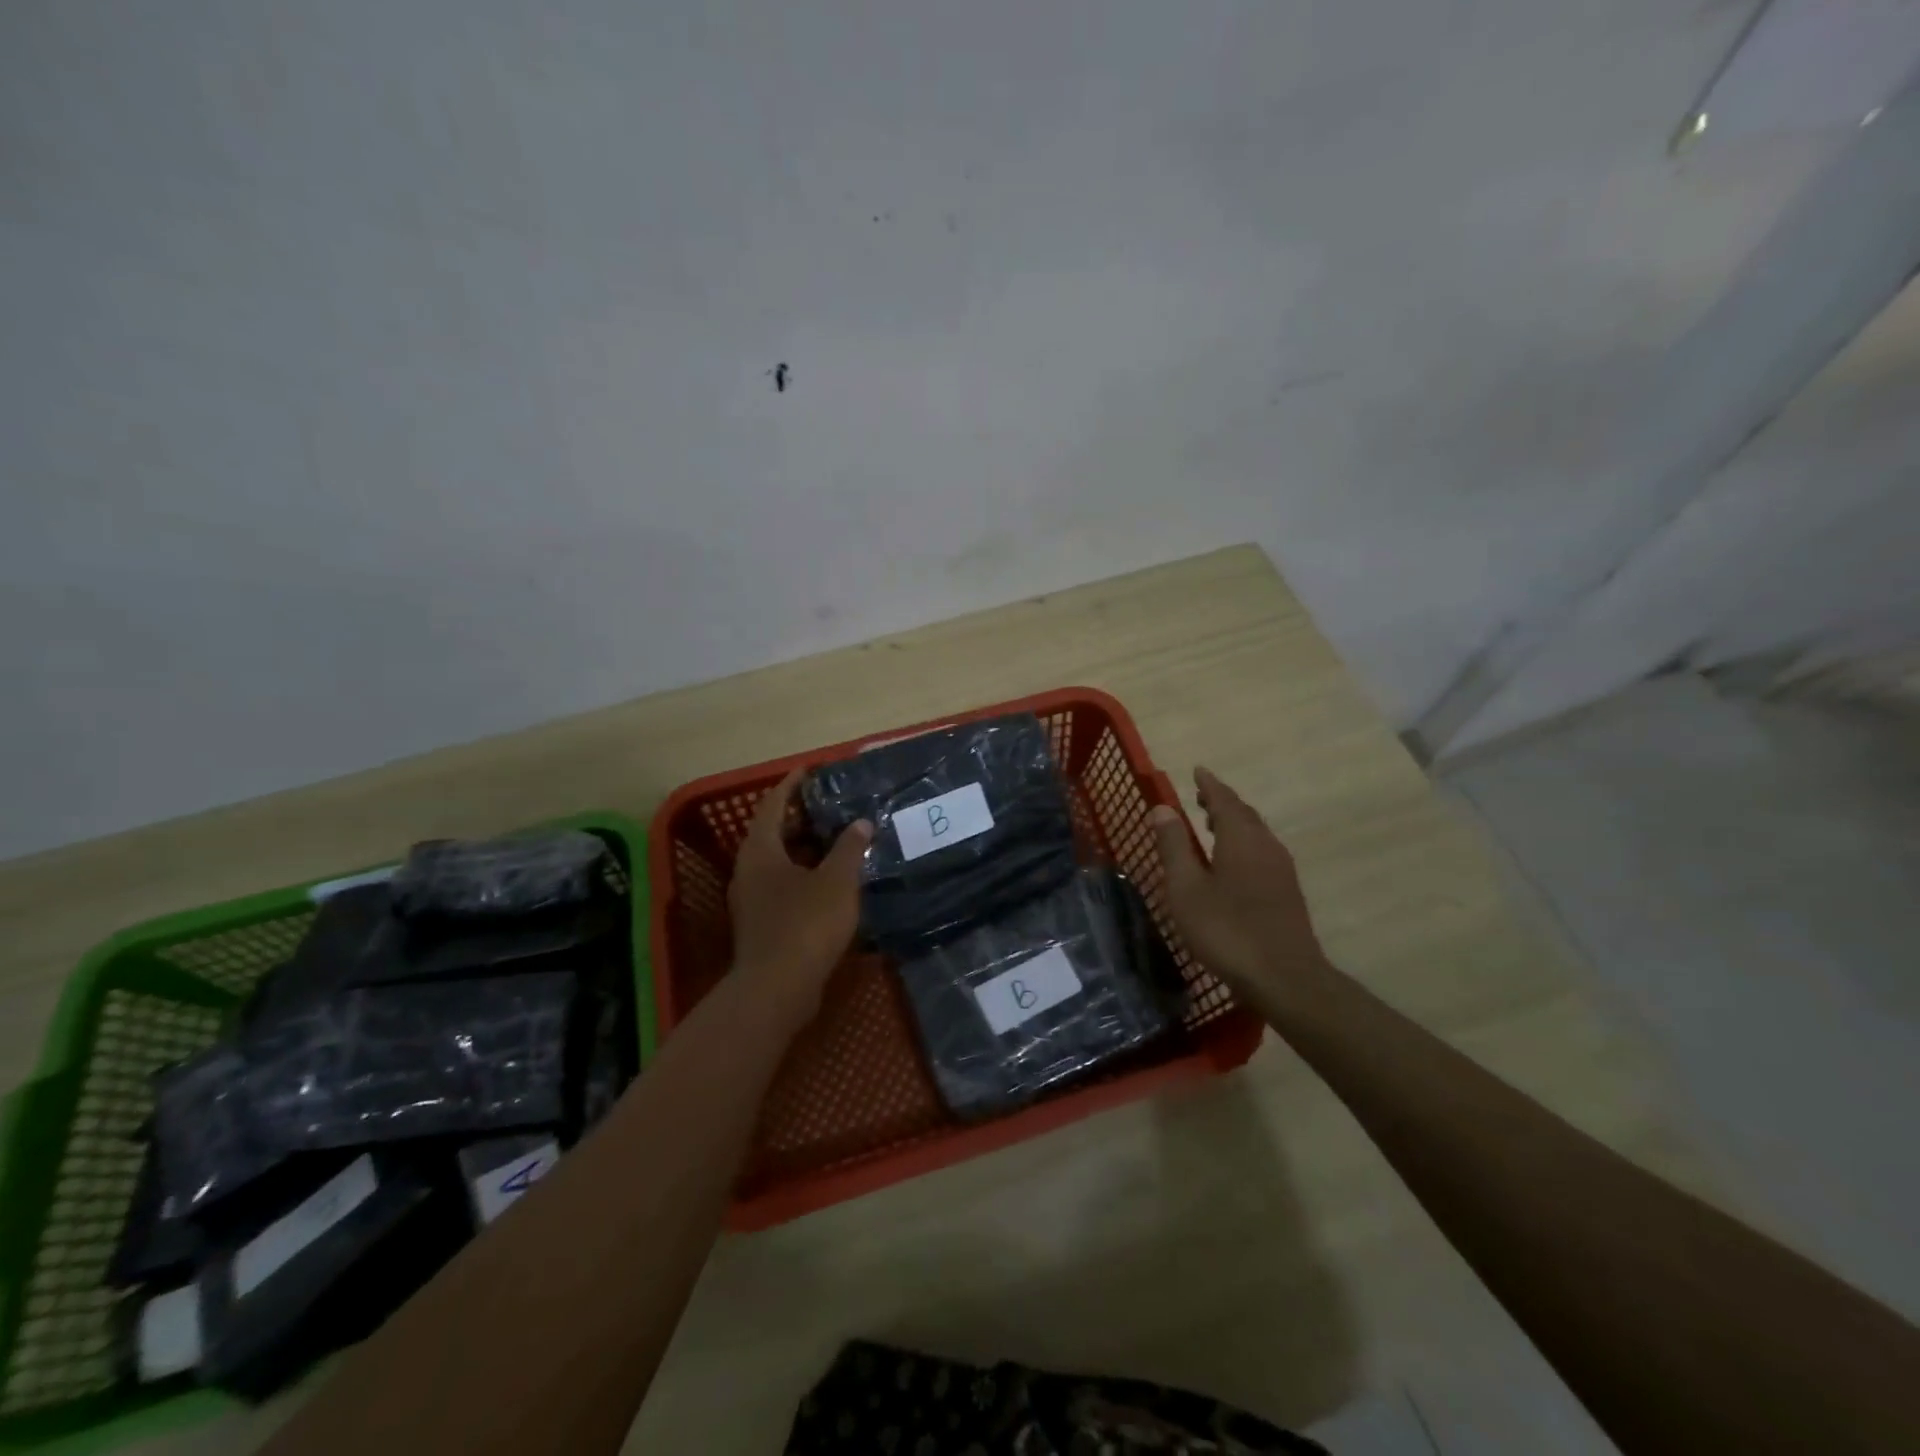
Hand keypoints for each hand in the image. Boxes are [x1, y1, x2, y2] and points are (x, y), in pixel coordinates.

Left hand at [727, 768, 871, 1020]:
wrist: (776, 989)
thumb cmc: (805, 924)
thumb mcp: (836, 880)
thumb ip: (849, 848)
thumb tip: (861, 823)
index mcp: (761, 850)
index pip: (773, 805)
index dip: (791, 785)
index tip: (809, 771)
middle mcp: (748, 870)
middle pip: (772, 833)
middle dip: (800, 818)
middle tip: (830, 807)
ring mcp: (751, 900)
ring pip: (777, 862)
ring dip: (803, 849)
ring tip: (836, 841)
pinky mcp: (760, 924)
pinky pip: (781, 886)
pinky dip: (803, 875)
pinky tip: (829, 882)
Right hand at [1150, 767, 1328, 1001]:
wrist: (1284, 977)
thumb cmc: (1226, 929)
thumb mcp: (1186, 888)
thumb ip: (1174, 846)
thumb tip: (1163, 808)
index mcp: (1240, 838)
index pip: (1224, 800)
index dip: (1209, 785)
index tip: (1197, 770)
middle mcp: (1266, 846)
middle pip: (1244, 814)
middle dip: (1222, 802)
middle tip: (1201, 796)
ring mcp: (1281, 870)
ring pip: (1256, 834)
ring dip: (1234, 823)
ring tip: (1213, 825)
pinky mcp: (1287, 892)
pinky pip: (1262, 852)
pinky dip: (1244, 844)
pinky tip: (1233, 863)